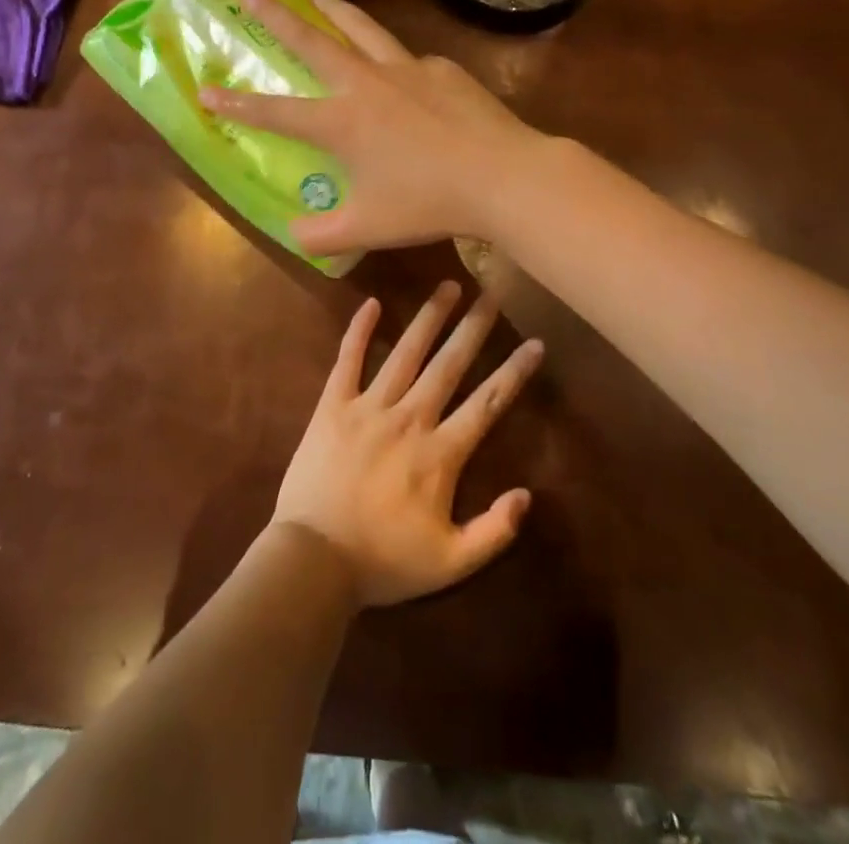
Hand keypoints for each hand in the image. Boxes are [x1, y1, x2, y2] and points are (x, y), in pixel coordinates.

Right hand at [199, 0, 540, 253]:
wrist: (502, 176)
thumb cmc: (429, 202)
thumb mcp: (367, 228)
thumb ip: (322, 235)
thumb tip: (293, 234)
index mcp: (341, 122)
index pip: (275, 112)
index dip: (236, 103)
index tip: (204, 89)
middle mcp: (366, 84)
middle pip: (312, 41)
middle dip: (274, 15)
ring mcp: (406, 70)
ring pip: (361, 29)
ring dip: (332, 9)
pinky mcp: (442, 69)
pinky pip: (409, 62)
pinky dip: (394, 61)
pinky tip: (404, 76)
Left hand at [272, 281, 544, 606]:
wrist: (314, 560)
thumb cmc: (384, 563)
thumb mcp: (450, 563)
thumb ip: (493, 531)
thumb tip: (527, 494)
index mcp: (440, 455)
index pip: (486, 404)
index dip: (513, 372)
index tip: (534, 342)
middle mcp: (409, 419)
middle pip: (448, 365)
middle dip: (473, 328)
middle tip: (492, 291)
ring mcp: (368, 408)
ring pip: (405, 353)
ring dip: (428, 318)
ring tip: (447, 286)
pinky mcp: (333, 406)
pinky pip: (348, 360)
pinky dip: (359, 330)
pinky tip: (371, 303)